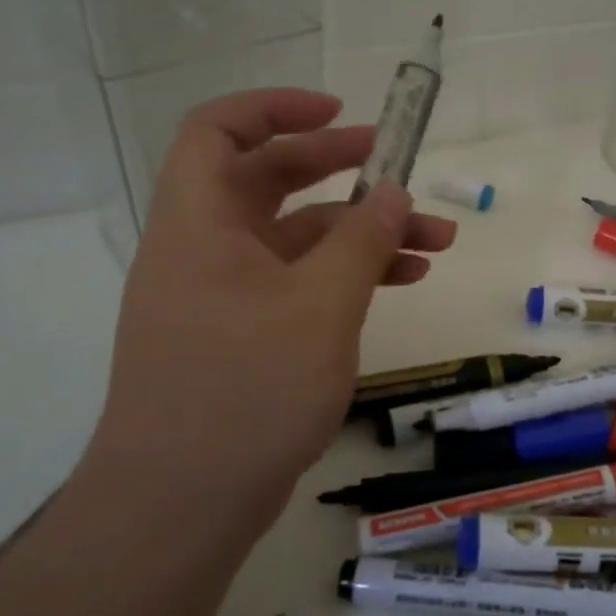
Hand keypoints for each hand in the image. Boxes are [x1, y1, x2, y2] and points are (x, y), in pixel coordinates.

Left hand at [86, 89, 455, 534]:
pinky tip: (401, 283)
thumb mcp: (320, 306)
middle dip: (340, 168)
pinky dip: (346, 276)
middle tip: (401, 170)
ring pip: (297, 239)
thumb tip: (394, 192)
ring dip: (361, 233)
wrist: (180, 507)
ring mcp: (224, 295)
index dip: (276, 108)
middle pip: (270, 181)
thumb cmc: (246, 390)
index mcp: (199, 224)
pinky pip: (298, 283)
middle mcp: (205, 249)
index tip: (340, 111)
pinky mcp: (244, 335)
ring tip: (435, 244)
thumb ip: (362, 240)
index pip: (218, 131)